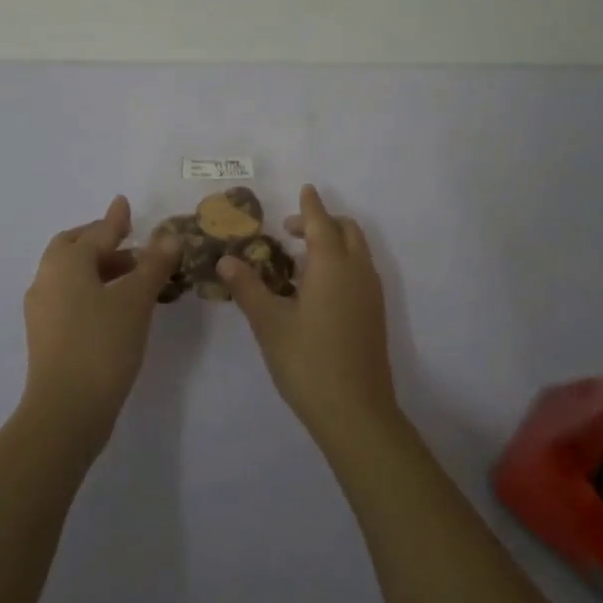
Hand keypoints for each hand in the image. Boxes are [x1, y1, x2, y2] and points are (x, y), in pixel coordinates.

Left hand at [22, 195, 177, 444]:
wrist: (65, 412)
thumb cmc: (102, 345)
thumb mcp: (136, 300)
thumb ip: (153, 265)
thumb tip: (169, 236)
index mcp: (66, 262)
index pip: (98, 232)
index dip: (116, 219)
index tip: (124, 203)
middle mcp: (48, 278)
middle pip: (74, 247)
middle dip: (102, 241)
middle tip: (130, 242)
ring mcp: (42, 309)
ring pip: (72, 274)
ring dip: (100, 268)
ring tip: (134, 276)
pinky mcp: (45, 335)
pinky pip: (70, 296)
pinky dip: (92, 289)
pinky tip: (116, 305)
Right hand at [222, 185, 398, 444]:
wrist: (356, 413)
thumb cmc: (308, 362)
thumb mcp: (269, 323)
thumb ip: (248, 287)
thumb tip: (227, 259)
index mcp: (332, 264)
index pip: (320, 222)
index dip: (310, 205)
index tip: (304, 189)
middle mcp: (357, 270)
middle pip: (346, 230)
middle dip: (322, 221)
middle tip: (290, 231)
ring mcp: (371, 293)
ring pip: (357, 250)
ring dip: (333, 242)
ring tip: (300, 260)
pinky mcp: (375, 313)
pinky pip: (360, 270)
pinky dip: (342, 262)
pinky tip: (317, 289)